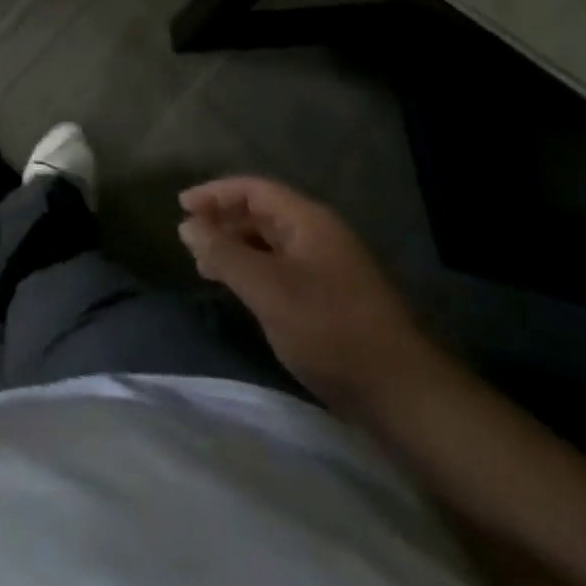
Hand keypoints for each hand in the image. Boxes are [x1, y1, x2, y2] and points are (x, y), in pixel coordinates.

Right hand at [178, 177, 436, 413]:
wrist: (404, 395)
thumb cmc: (330, 330)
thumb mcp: (267, 288)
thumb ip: (223, 253)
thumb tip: (187, 225)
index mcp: (309, 221)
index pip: (253, 189)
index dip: (214, 193)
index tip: (181, 207)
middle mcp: (320, 236)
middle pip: (262, 213)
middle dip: (223, 222)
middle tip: (189, 241)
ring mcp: (329, 268)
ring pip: (270, 243)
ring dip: (236, 248)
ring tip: (206, 268)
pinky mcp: (332, 300)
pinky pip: (282, 269)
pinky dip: (254, 271)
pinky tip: (241, 292)